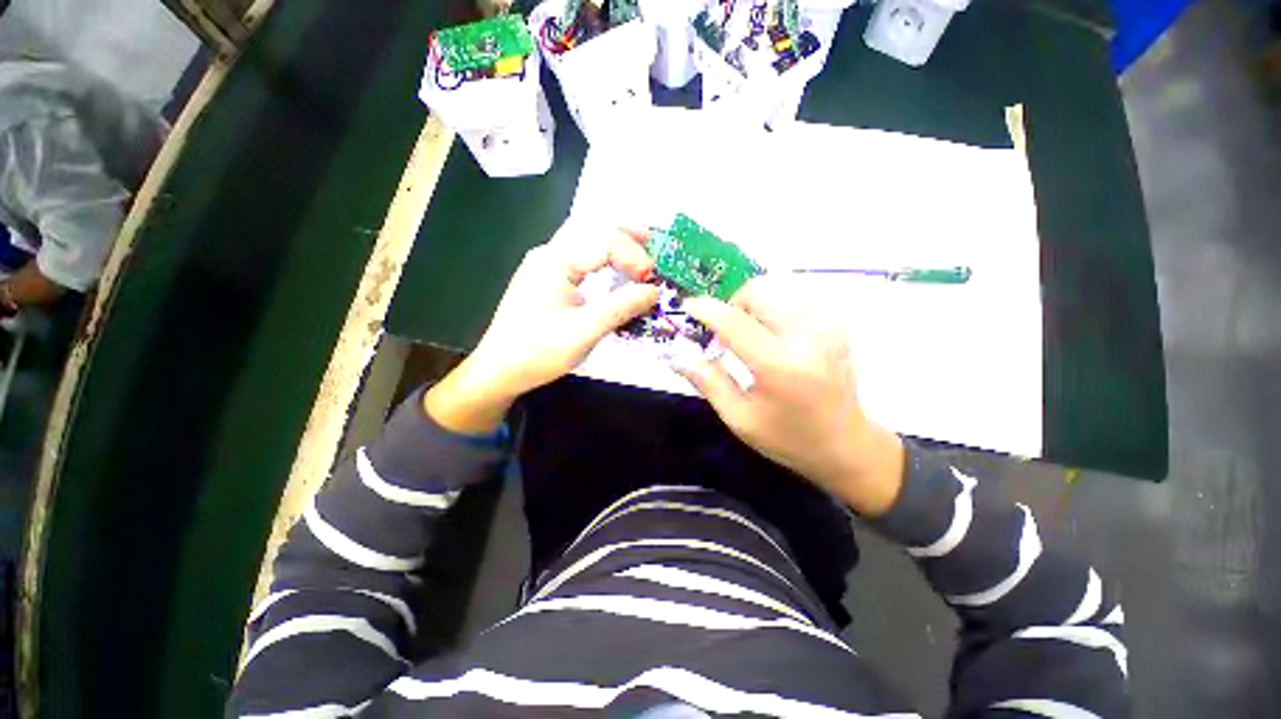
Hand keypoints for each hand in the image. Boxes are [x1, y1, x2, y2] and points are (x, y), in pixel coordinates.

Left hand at [426, 228, 659, 433]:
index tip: (652, 279)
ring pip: (584, 241)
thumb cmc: (539, 351)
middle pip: (591, 228)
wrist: (498, 371)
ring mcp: (544, 266)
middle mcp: (549, 254)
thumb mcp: (585, 331)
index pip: (603, 241)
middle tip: (653, 241)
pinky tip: (613, 268)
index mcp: (555, 261)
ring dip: (613, 242)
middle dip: (625, 233)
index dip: (633, 256)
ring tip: (640, 247)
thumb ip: (621, 307)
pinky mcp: (545, 281)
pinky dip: (601, 258)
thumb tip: (654, 291)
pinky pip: (578, 259)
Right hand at [675, 276, 905, 516]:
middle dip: (731, 304)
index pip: (734, 322)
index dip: (705, 309)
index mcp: (779, 366)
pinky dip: (772, 310)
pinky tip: (771, 338)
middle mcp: (806, 337)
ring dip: (751, 306)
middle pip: (758, 292)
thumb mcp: (740, 419)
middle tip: (724, 333)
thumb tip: (678, 356)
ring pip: (776, 291)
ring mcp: (825, 327)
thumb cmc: (789, 439)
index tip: (687, 308)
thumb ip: (708, 382)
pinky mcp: (834, 326)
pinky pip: (793, 300)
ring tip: (747, 337)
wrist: (848, 447)